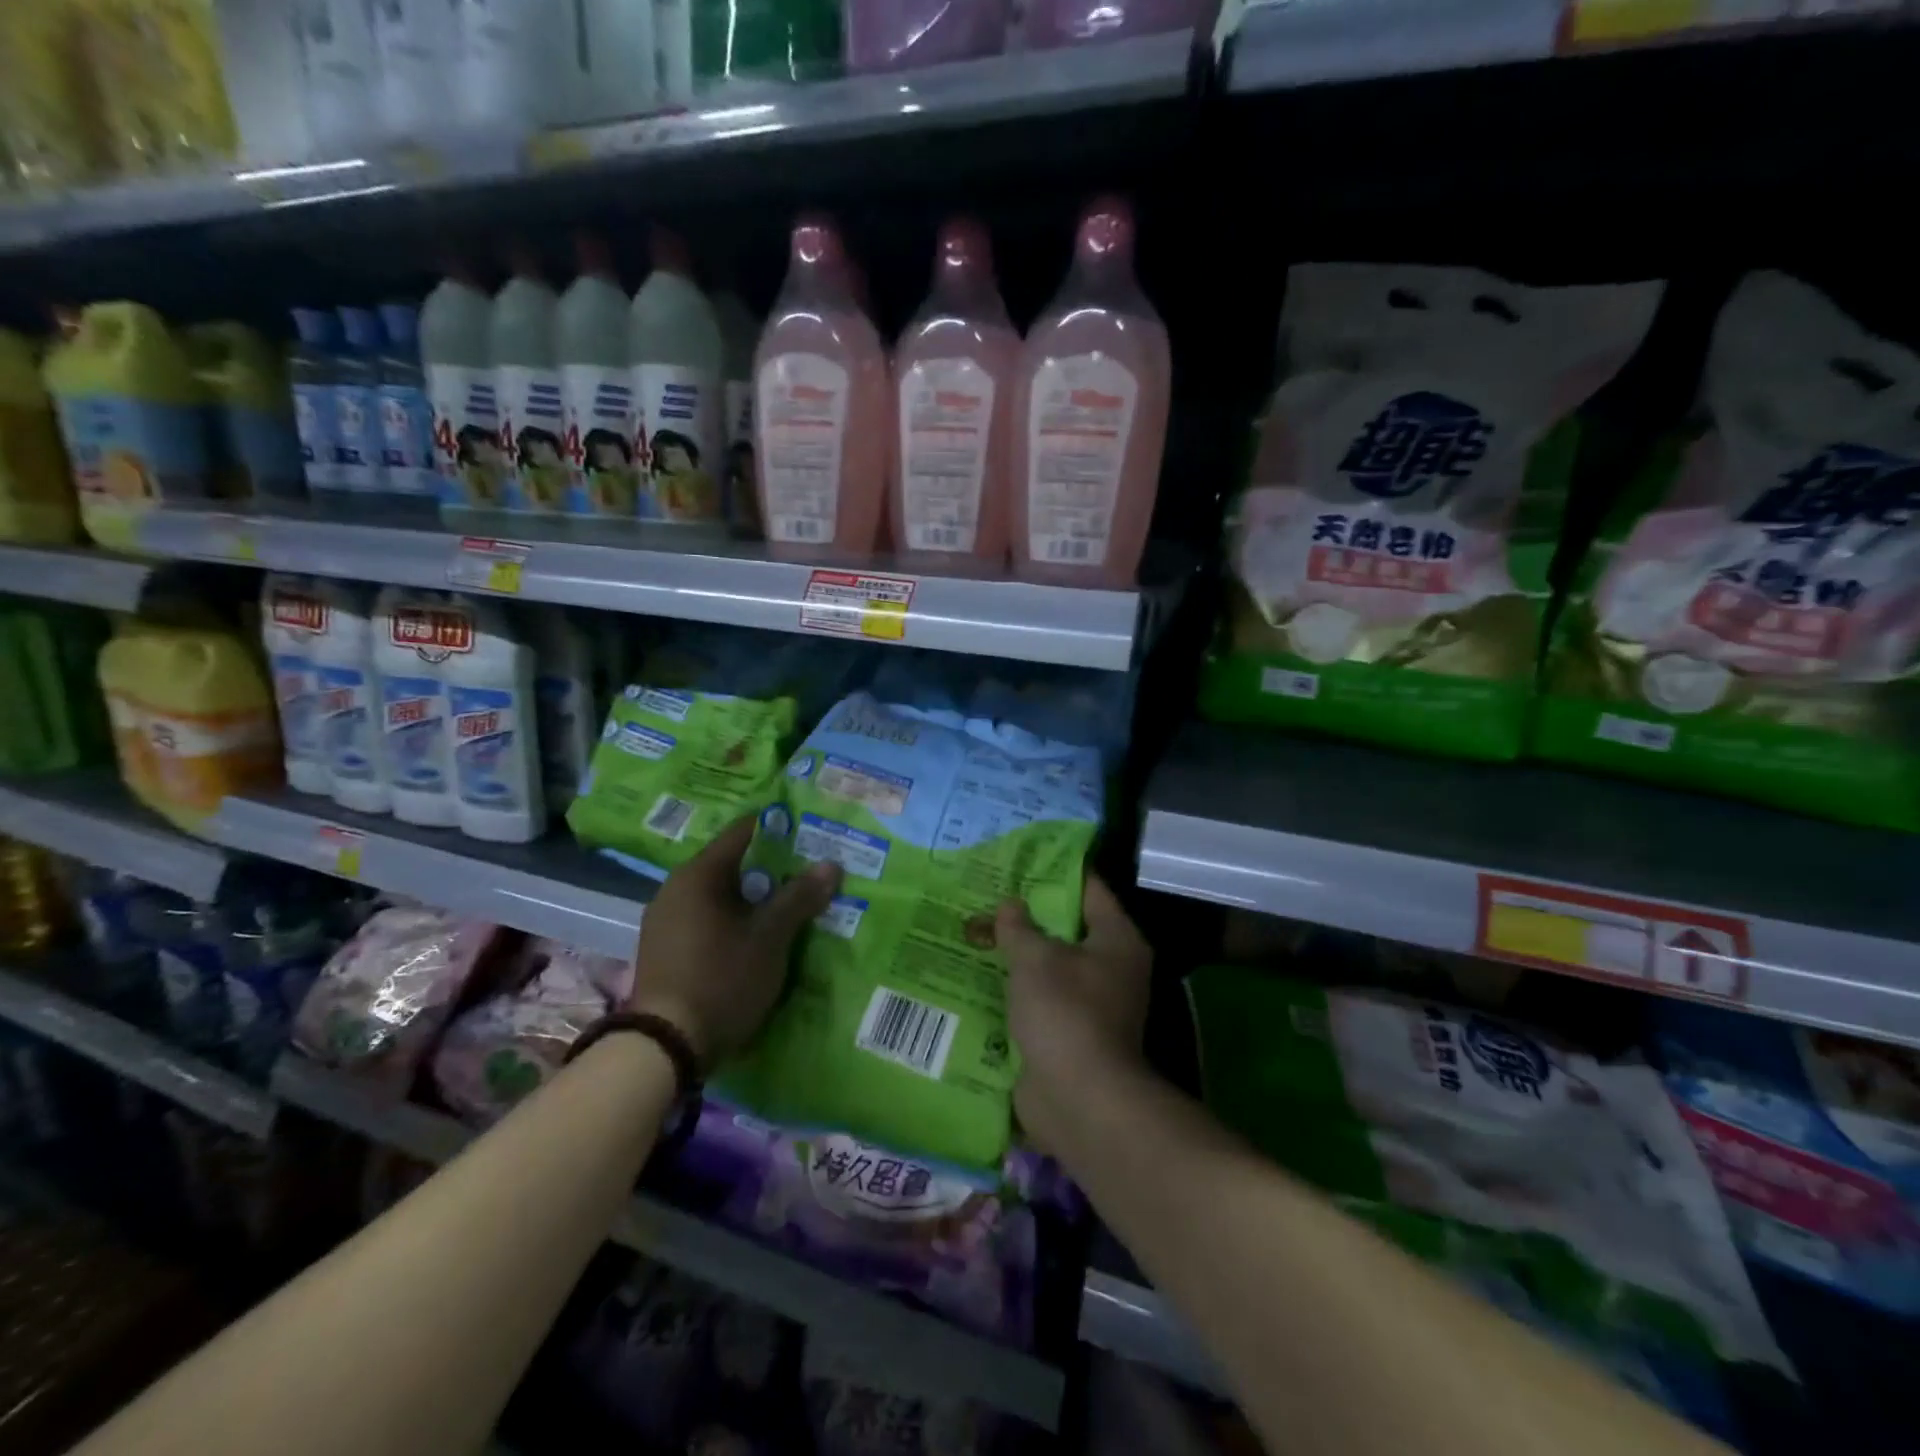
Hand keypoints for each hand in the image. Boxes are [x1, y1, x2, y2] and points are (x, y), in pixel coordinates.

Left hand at [631, 816, 840, 1067]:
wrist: (665, 1047)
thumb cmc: (721, 979)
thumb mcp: (770, 938)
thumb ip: (799, 898)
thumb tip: (831, 865)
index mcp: (697, 875)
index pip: (743, 832)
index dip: (778, 830)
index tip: (810, 835)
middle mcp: (675, 889)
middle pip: (732, 865)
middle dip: (772, 869)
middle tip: (809, 875)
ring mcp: (666, 921)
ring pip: (720, 896)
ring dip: (754, 899)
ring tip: (791, 907)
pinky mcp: (665, 950)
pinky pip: (707, 920)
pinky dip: (734, 921)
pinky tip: (758, 937)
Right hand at [996, 872, 1150, 1149]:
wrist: (1078, 1100)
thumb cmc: (1065, 1013)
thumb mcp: (1036, 959)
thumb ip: (1018, 927)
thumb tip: (1009, 904)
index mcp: (1116, 940)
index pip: (1089, 889)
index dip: (1056, 871)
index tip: (1021, 859)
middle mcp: (1110, 968)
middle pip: (1066, 928)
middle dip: (1027, 914)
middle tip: (987, 894)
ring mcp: (1091, 1004)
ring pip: (1049, 965)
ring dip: (1017, 954)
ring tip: (975, 930)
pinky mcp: (1068, 1034)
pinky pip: (1039, 999)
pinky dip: (1014, 989)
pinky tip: (978, 975)